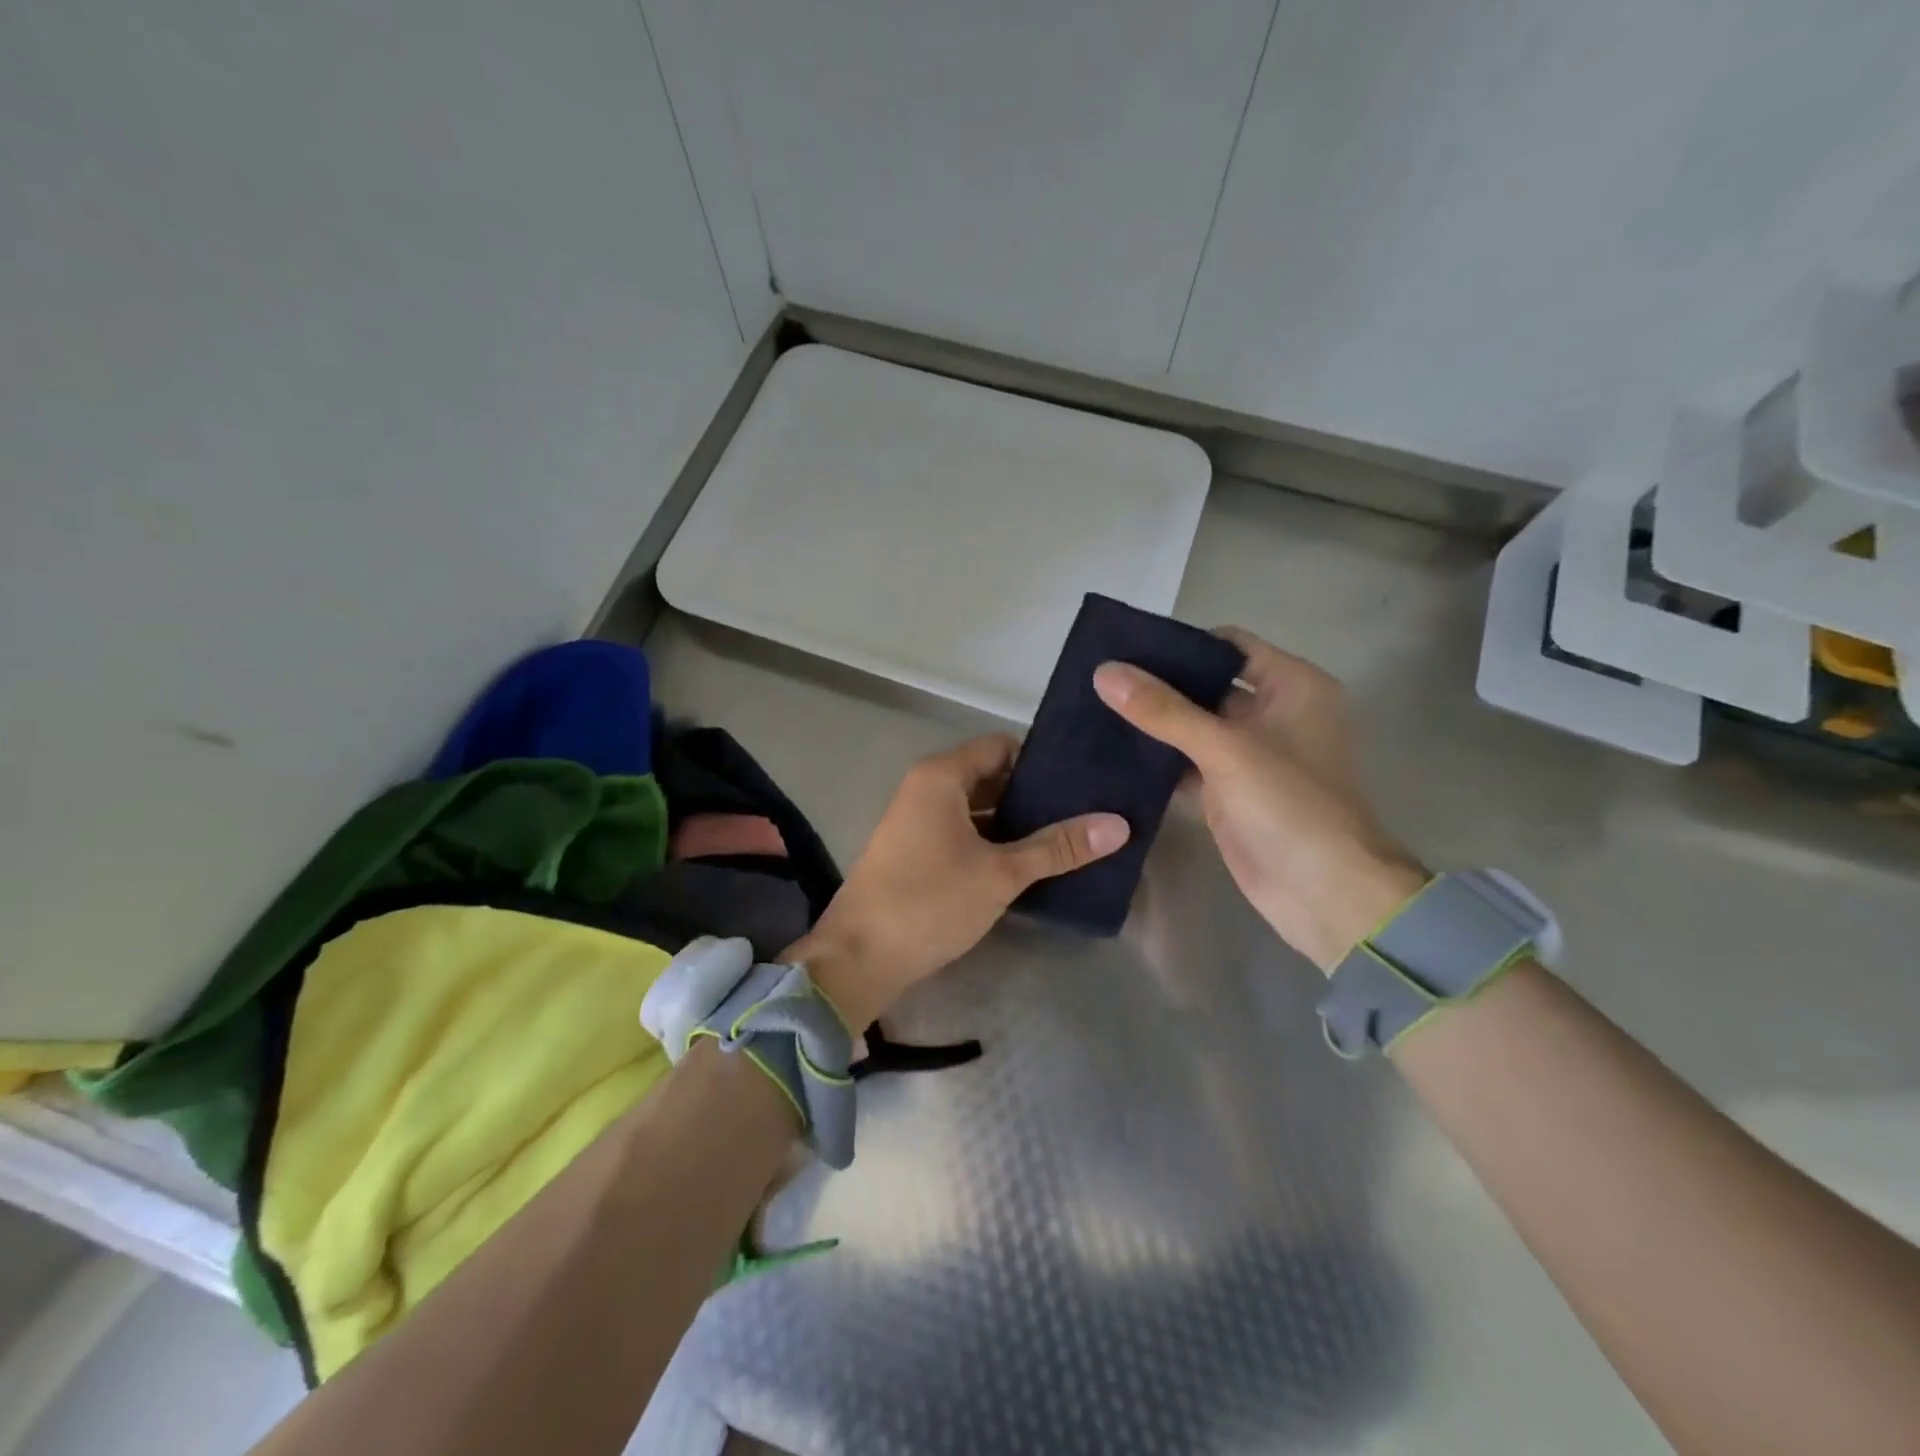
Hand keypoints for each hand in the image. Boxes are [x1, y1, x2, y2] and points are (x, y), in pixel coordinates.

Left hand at [792, 735, 1128, 1027]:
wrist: (859, 958)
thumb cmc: (930, 902)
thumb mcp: (1001, 873)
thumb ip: (1057, 847)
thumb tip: (1119, 825)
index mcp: (941, 776)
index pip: (1001, 746)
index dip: (1040, 762)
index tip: (1081, 783)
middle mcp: (925, 787)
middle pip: (989, 775)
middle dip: (1033, 795)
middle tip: (1083, 813)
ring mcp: (916, 820)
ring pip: (976, 807)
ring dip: (1014, 822)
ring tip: (1064, 840)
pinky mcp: (914, 850)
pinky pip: (961, 832)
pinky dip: (991, 841)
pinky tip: (1026, 864)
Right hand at [1093, 628, 1424, 972]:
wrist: (1324, 893)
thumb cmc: (1290, 805)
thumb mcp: (1226, 749)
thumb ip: (1163, 710)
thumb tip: (1105, 672)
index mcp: (1292, 687)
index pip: (1229, 646)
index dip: (1181, 643)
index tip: (1126, 646)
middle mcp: (1272, 714)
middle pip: (1208, 685)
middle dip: (1160, 683)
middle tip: (1101, 677)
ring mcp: (1250, 755)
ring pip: (1194, 726)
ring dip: (1154, 721)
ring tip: (1096, 707)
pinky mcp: (1229, 791)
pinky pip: (1187, 763)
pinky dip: (1157, 758)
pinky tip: (1114, 751)